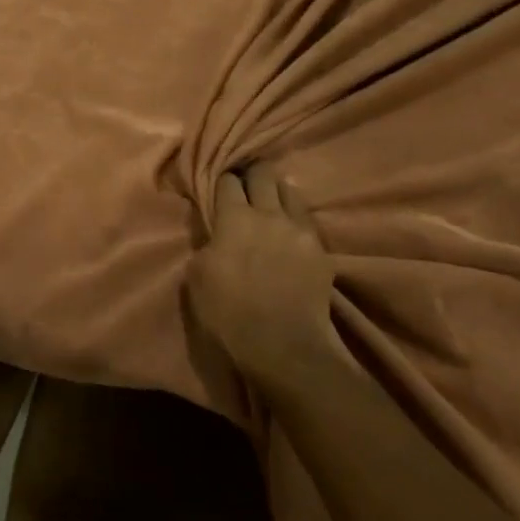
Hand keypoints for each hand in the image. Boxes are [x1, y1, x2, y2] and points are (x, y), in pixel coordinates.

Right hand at [185, 164, 344, 391]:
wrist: (284, 347)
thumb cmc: (230, 314)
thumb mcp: (197, 278)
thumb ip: (207, 245)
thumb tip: (215, 234)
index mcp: (235, 218)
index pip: (227, 180)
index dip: (221, 181)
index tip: (218, 189)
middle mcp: (269, 214)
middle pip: (263, 173)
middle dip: (252, 174)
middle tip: (245, 185)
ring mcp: (300, 230)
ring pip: (289, 191)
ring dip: (277, 192)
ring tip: (270, 204)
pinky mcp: (321, 249)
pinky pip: (306, 220)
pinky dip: (294, 218)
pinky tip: (289, 231)